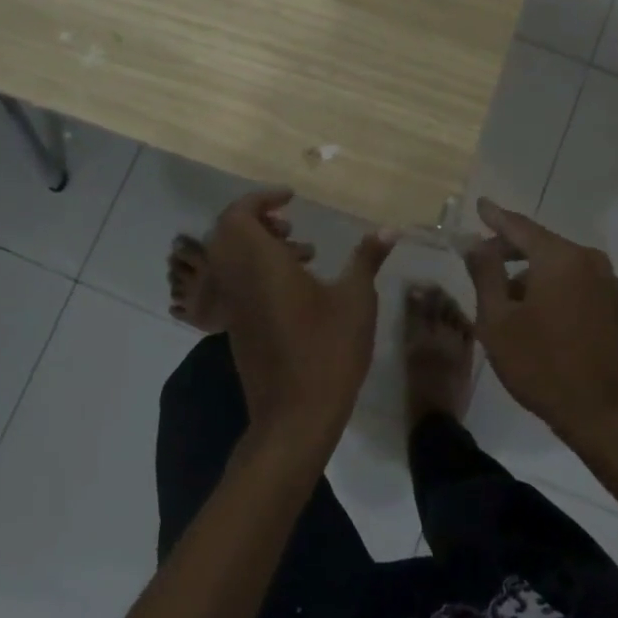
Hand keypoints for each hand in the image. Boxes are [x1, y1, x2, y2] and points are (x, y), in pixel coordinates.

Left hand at [202, 189, 396, 457]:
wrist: (293, 419)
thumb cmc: (327, 351)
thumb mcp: (356, 300)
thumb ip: (367, 258)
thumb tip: (389, 228)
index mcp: (260, 264)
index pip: (238, 215)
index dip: (260, 199)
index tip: (292, 198)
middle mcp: (239, 280)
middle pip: (228, 234)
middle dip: (257, 220)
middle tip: (291, 223)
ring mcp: (234, 307)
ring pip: (232, 260)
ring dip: (261, 246)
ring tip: (305, 252)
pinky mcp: (238, 328)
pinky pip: (238, 283)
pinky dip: (260, 272)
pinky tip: (300, 288)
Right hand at [464, 198, 617, 449]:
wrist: (606, 416)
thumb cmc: (542, 366)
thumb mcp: (498, 321)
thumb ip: (485, 274)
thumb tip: (476, 242)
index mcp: (560, 258)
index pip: (521, 227)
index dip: (496, 217)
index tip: (481, 204)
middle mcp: (591, 261)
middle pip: (543, 246)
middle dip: (513, 252)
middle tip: (485, 262)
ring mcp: (611, 285)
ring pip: (563, 268)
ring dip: (536, 277)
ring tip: (512, 303)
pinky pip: (581, 287)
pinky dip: (559, 291)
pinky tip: (545, 318)